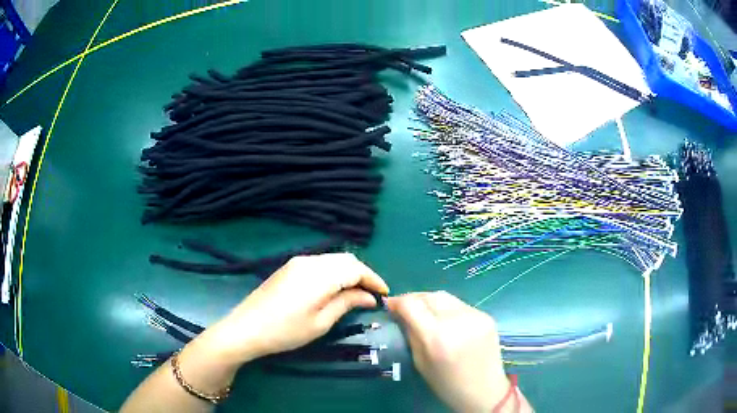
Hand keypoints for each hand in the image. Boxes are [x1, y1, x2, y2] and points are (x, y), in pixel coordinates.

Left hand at [201, 253, 388, 364]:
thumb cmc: (285, 331)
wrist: (246, 328)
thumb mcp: (320, 323)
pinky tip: (335, 289)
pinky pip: (320, 264)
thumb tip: (369, 297)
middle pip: (345, 260)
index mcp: (319, 275)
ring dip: (348, 273)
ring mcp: (297, 262)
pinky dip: (334, 273)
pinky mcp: (289, 267)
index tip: (385, 294)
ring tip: (356, 293)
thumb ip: (346, 304)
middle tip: (372, 295)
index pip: (356, 268)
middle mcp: (309, 261)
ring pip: (333, 260)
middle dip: (363, 274)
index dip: (374, 279)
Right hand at [388, 291, 518, 412]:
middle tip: (406, 309)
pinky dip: (448, 309)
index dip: (397, 302)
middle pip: (429, 296)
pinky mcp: (486, 316)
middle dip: (414, 300)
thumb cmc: (447, 384)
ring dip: (431, 302)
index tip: (390, 306)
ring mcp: (474, 316)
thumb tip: (400, 314)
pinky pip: (460, 305)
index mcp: (436, 337)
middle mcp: (456, 321)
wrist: (484, 390)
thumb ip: (410, 334)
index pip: (411, 304)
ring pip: (445, 297)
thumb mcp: (420, 362)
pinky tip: (447, 322)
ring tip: (426, 314)